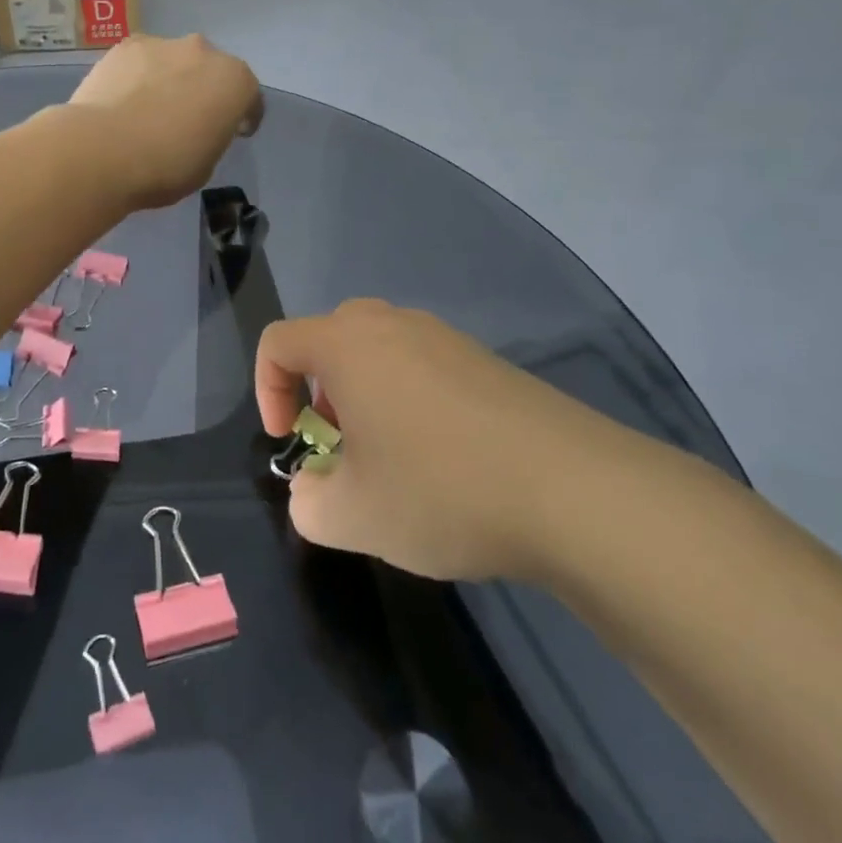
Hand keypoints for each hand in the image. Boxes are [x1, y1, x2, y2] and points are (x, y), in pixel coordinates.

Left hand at [66, 35, 262, 209]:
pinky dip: (138, 76)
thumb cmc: (165, 166)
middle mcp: (204, 52)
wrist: (102, 150)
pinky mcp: (124, 46)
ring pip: (174, 62)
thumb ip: (211, 136)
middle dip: (205, 90)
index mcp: (235, 82)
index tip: (233, 133)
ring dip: (170, 79)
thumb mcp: (206, 164)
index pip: (249, 98)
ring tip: (149, 109)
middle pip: (211, 70)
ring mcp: (162, 44)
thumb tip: (198, 128)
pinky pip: (141, 62)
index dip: (243, 117)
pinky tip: (123, 101)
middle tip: (189, 119)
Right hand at [256, 300, 636, 581]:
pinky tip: (444, 457)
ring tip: (391, 456)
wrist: (574, 490)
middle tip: (340, 442)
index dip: (267, 390)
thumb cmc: (440, 490)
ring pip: (380, 350)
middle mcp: (393, 326)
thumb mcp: (352, 517)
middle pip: (330, 337)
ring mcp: (446, 339)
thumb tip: (314, 489)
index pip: (278, 341)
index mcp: (348, 346)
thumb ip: (308, 503)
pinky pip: (425, 365)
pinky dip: (411, 399)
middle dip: (318, 389)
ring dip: (366, 394)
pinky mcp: (487, 361)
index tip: (290, 441)